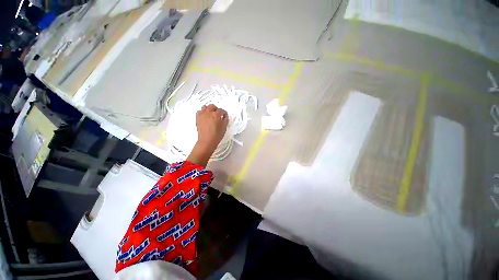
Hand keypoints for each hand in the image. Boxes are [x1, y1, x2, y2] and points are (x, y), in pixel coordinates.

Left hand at [187, 105, 228, 165]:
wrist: (207, 141)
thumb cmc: (216, 135)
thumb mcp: (224, 128)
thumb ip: (225, 120)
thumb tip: (225, 117)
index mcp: (216, 115)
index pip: (221, 110)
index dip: (224, 113)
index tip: (224, 115)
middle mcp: (208, 113)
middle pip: (212, 106)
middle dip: (216, 109)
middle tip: (218, 113)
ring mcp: (202, 115)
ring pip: (205, 107)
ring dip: (208, 109)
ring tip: (211, 113)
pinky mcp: (197, 118)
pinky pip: (199, 111)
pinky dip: (202, 112)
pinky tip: (205, 116)